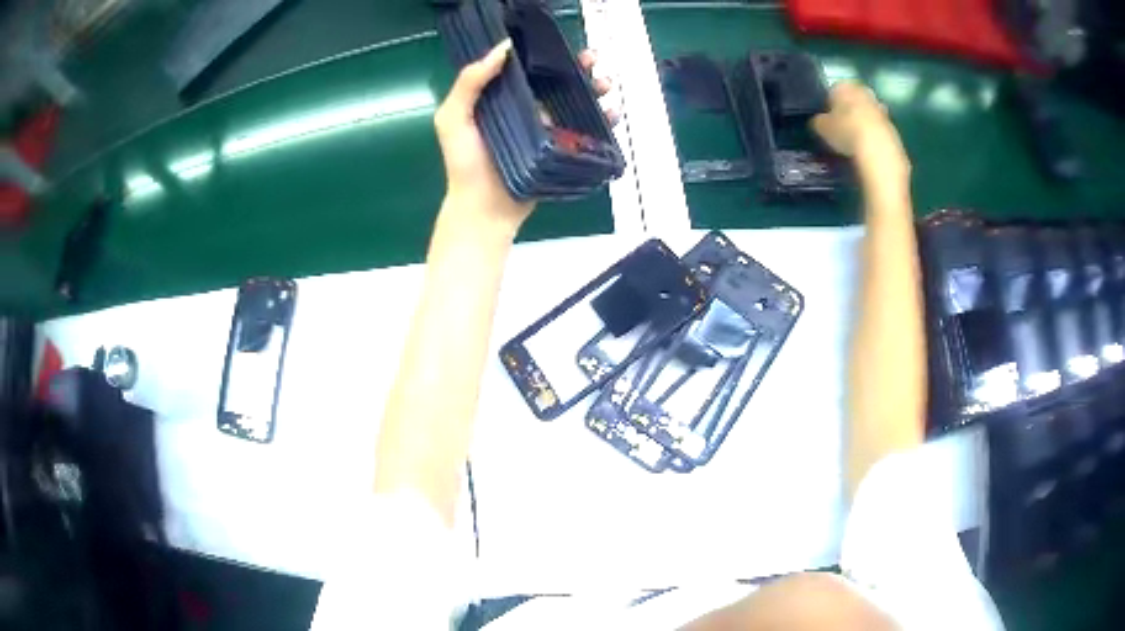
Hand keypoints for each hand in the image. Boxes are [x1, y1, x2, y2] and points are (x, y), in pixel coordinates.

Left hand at [434, 40, 613, 232]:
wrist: (484, 209)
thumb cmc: (465, 163)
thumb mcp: (453, 118)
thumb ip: (470, 83)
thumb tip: (503, 48)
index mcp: (502, 96)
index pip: (529, 67)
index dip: (547, 54)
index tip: (563, 45)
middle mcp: (527, 108)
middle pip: (558, 81)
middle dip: (579, 68)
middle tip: (593, 61)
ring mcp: (547, 129)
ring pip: (576, 101)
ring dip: (595, 89)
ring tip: (605, 85)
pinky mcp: (562, 149)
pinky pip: (586, 129)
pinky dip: (603, 119)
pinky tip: (612, 112)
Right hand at [811, 81, 908, 178]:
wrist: (878, 150)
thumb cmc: (846, 131)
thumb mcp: (821, 127)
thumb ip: (819, 121)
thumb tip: (819, 122)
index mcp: (844, 85)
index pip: (833, 90)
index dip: (830, 105)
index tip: (828, 119)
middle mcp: (864, 91)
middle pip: (854, 100)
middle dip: (850, 111)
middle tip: (842, 128)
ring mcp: (881, 109)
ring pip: (868, 114)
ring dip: (863, 124)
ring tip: (856, 143)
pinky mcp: (893, 127)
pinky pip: (879, 130)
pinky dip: (874, 138)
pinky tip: (868, 151)